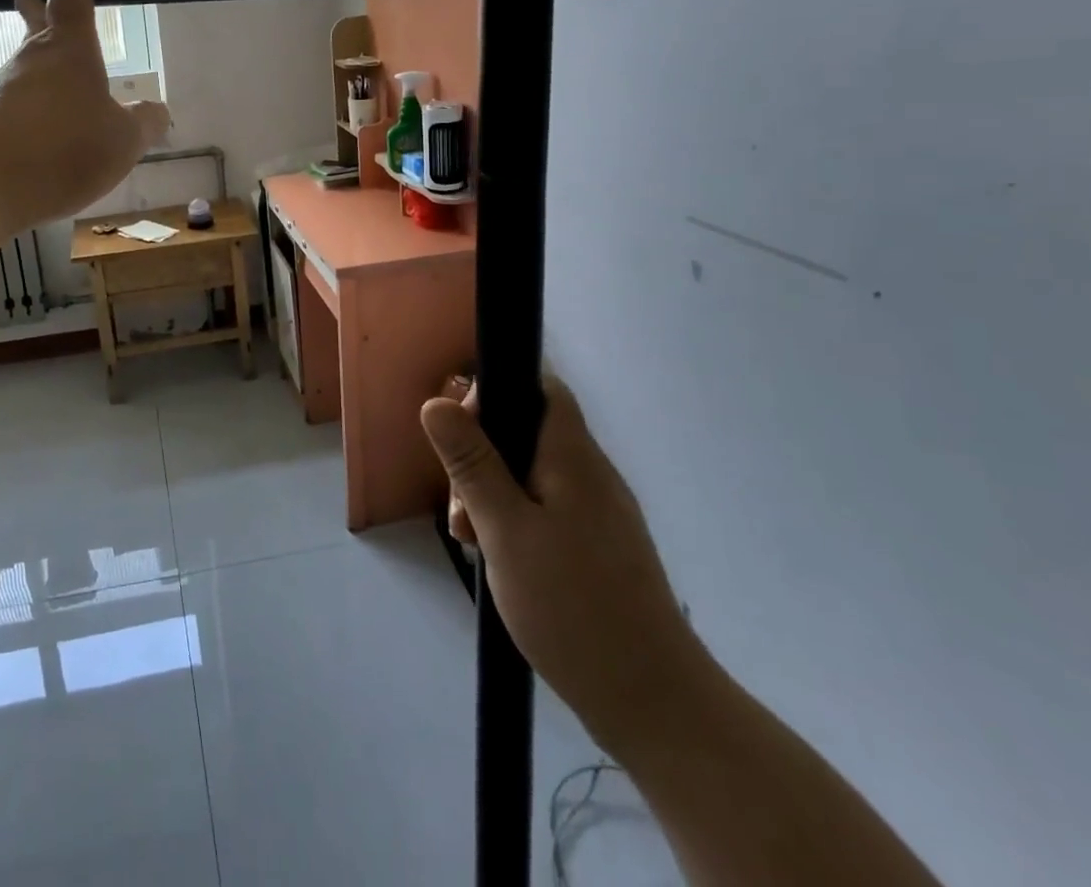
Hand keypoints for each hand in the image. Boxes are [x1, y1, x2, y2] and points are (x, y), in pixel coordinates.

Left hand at [0, 0, 170, 237]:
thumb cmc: (62, 148)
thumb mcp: (123, 141)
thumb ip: (144, 124)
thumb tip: (157, 111)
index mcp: (70, 52)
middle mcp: (31, 62)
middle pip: (36, 25)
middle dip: (38, 9)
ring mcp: (2, 90)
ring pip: (24, 67)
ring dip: (37, 65)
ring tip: (53, 78)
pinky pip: (15, 104)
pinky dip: (30, 106)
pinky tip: (39, 128)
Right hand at [420, 372, 713, 752]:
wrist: (653, 703)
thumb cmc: (572, 605)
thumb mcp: (505, 529)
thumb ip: (471, 463)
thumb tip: (437, 401)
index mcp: (573, 457)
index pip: (541, 387)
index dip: (496, 391)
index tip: (460, 430)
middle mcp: (591, 474)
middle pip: (528, 431)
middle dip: (481, 454)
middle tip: (458, 507)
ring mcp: (599, 512)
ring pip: (532, 473)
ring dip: (492, 492)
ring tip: (471, 539)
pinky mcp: (598, 546)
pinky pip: (547, 507)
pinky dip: (514, 518)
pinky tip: (498, 557)